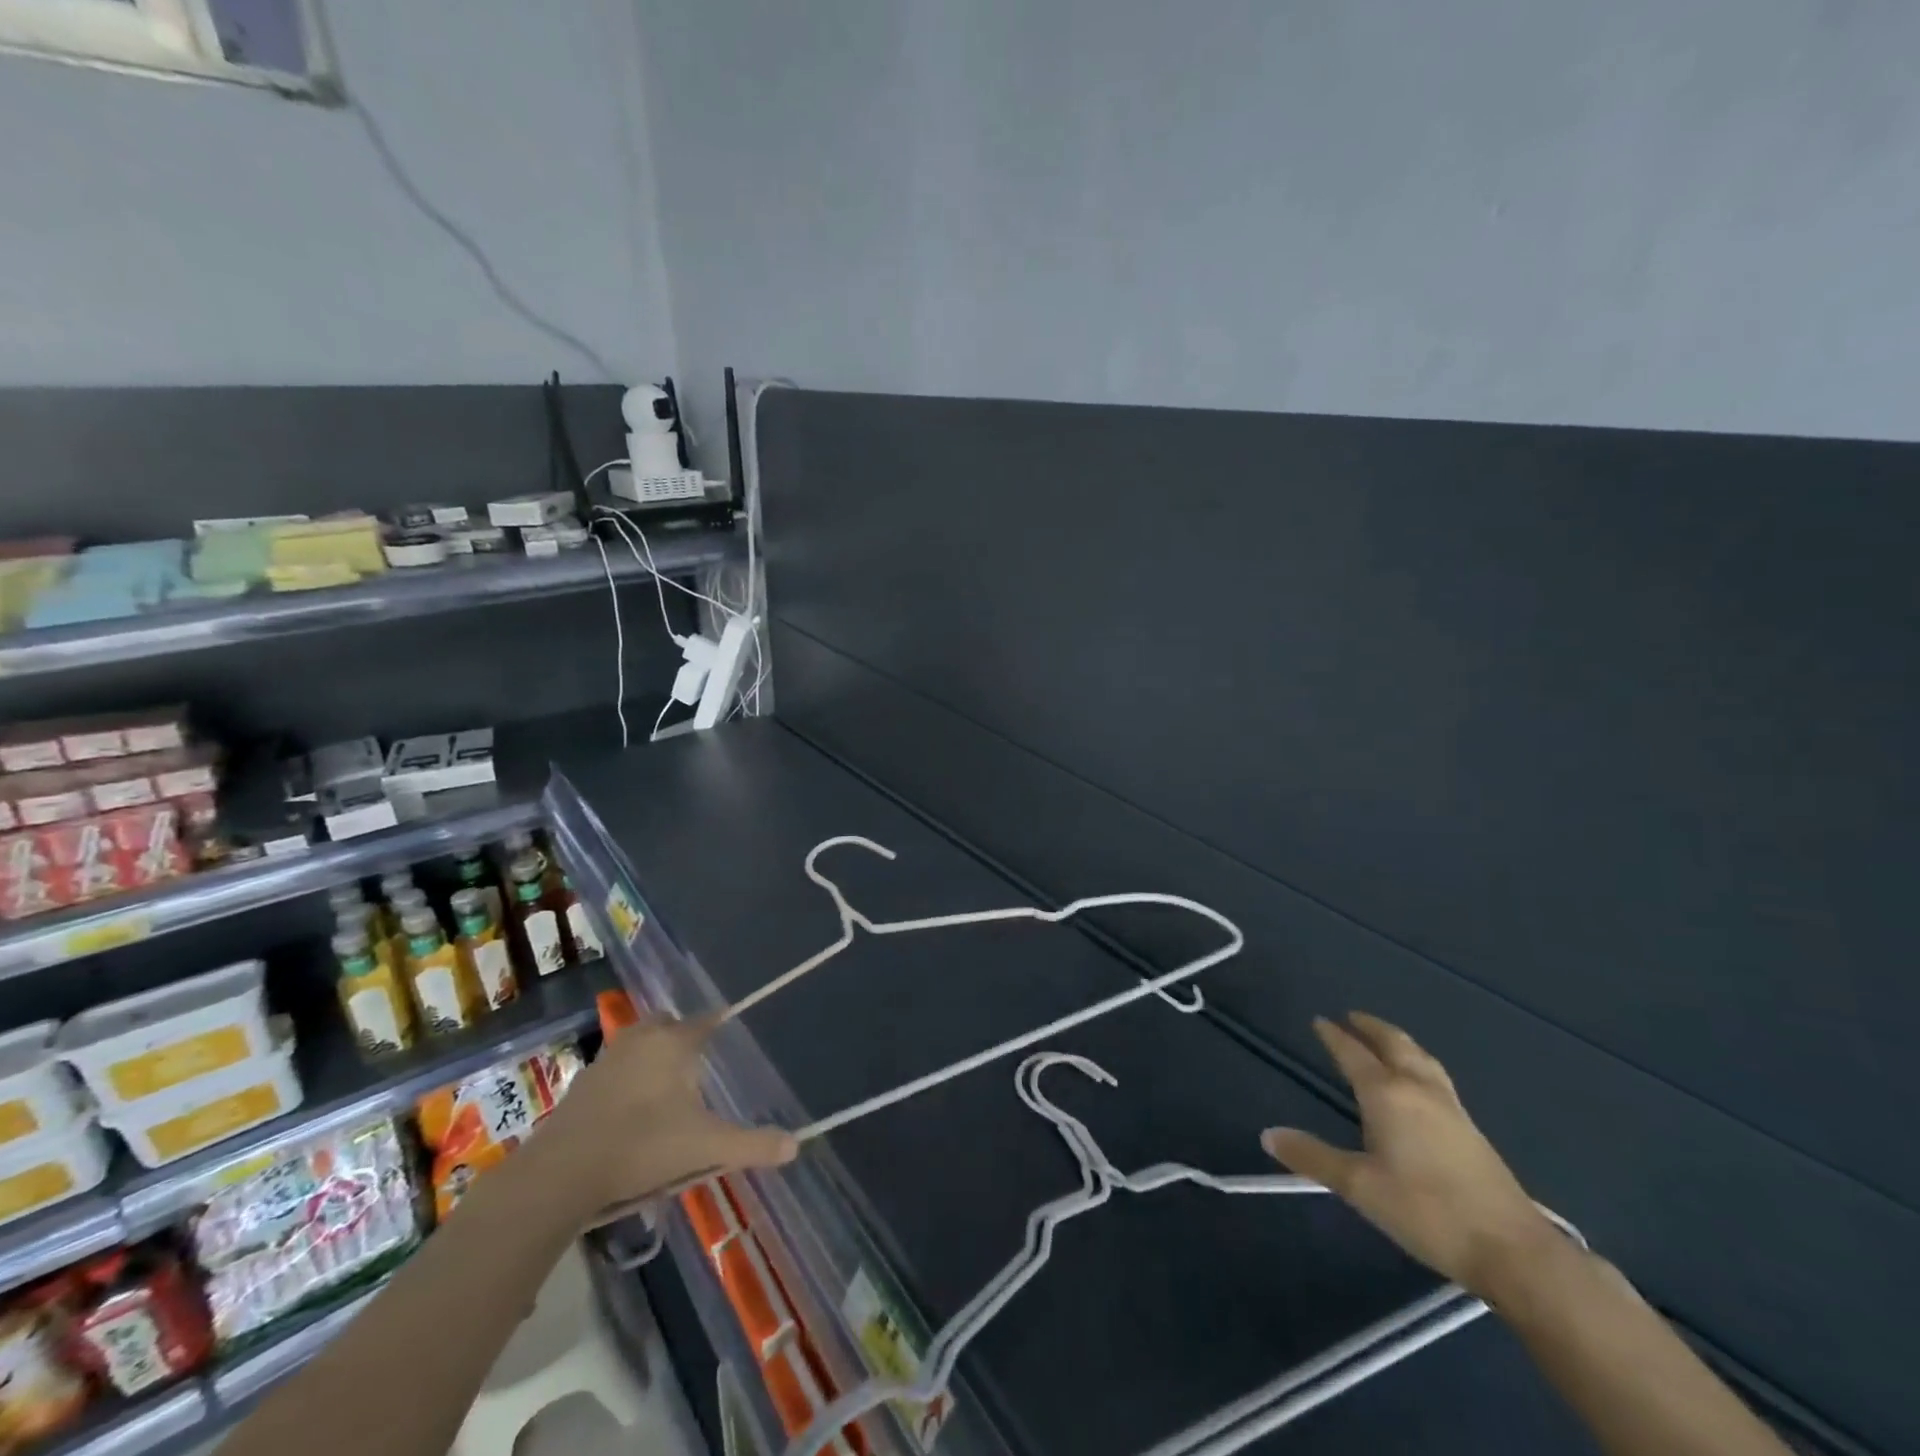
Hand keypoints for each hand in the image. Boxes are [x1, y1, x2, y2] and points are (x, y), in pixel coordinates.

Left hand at [529, 1013, 796, 1222]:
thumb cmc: (643, 1146)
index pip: (706, 1021)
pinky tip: (630, 1111)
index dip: (720, 1026)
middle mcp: (642, 1038)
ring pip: (639, 1043)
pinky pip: (615, 1067)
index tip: (729, 1038)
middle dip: (683, 1038)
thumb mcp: (706, 1148)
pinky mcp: (581, 1083)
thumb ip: (752, 1145)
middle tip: (697, 1067)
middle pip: (669, 1025)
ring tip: (666, 1090)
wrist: (561, 1173)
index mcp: (674, 1042)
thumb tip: (795, 1145)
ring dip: (652, 1056)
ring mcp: (607, 1058)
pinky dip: (626, 1079)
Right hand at [1262, 1012, 1550, 1297]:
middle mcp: (1418, 1089)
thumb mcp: (1359, 1187)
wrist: (1512, 1250)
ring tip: (1386, 1039)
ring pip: (1421, 1058)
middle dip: (1371, 1027)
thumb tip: (1268, 1134)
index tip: (1320, 1021)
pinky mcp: (1471, 1129)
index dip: (1334, 1037)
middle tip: (1353, 1016)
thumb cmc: (1426, 1211)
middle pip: (1394, 1045)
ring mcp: (1451, 1108)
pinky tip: (1420, 1082)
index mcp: (1387, 1094)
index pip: (1353, 1054)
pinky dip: (1419, 1062)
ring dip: (1399, 1042)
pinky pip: (1437, 1076)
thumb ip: (1313, 1157)